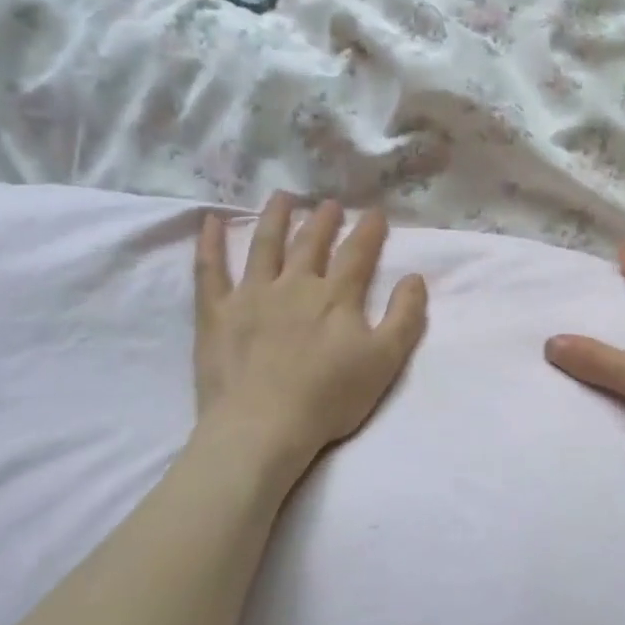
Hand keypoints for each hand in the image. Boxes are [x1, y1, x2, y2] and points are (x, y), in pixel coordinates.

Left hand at [193, 194, 426, 466]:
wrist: (263, 427)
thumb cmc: (329, 397)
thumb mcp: (385, 360)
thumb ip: (405, 316)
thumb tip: (415, 278)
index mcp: (336, 296)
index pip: (356, 253)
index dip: (368, 231)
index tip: (375, 212)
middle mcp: (294, 284)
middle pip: (311, 243)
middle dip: (324, 220)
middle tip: (330, 203)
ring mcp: (251, 295)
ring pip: (264, 245)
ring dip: (275, 218)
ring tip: (283, 197)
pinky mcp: (216, 313)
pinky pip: (210, 270)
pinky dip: (209, 243)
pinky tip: (210, 221)